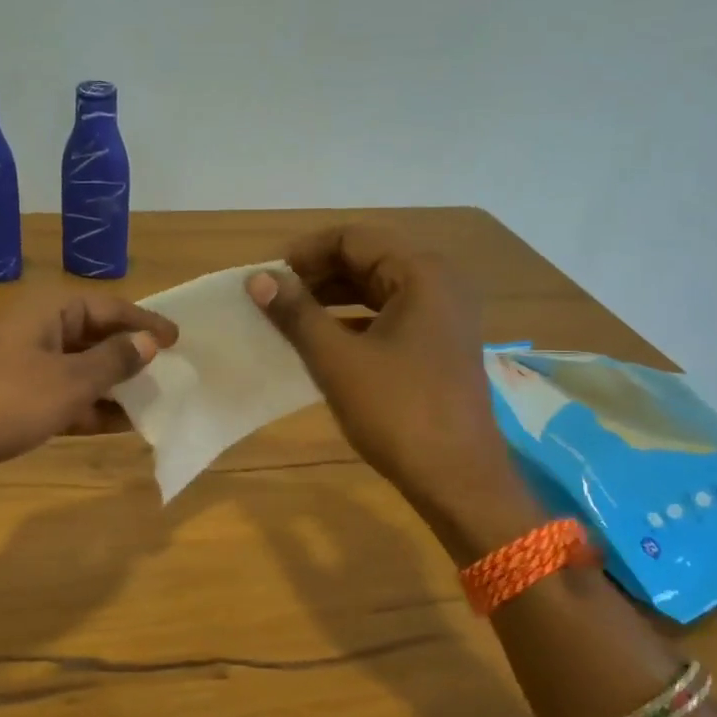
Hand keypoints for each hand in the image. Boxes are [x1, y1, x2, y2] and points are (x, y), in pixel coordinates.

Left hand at [0, 292, 177, 498]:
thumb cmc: (1, 404)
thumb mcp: (67, 383)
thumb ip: (113, 362)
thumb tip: (150, 341)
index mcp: (46, 312)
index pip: (108, 306)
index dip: (145, 321)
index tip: (179, 340)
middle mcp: (33, 331)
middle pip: (93, 336)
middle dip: (130, 357)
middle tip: (169, 375)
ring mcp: (18, 366)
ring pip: (77, 370)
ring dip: (111, 387)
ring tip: (150, 405)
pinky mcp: (8, 399)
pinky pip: (58, 396)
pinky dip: (85, 408)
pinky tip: (113, 426)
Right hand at [247, 225, 539, 555]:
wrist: (458, 478)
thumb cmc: (397, 412)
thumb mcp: (337, 360)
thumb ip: (296, 313)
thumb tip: (259, 278)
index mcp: (421, 273)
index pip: (352, 238)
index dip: (304, 252)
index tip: (266, 278)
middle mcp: (439, 283)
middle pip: (367, 259)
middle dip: (316, 275)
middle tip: (273, 298)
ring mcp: (444, 315)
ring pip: (377, 289)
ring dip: (332, 298)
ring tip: (289, 318)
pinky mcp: (440, 344)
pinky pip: (390, 316)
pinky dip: (354, 321)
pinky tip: (322, 342)